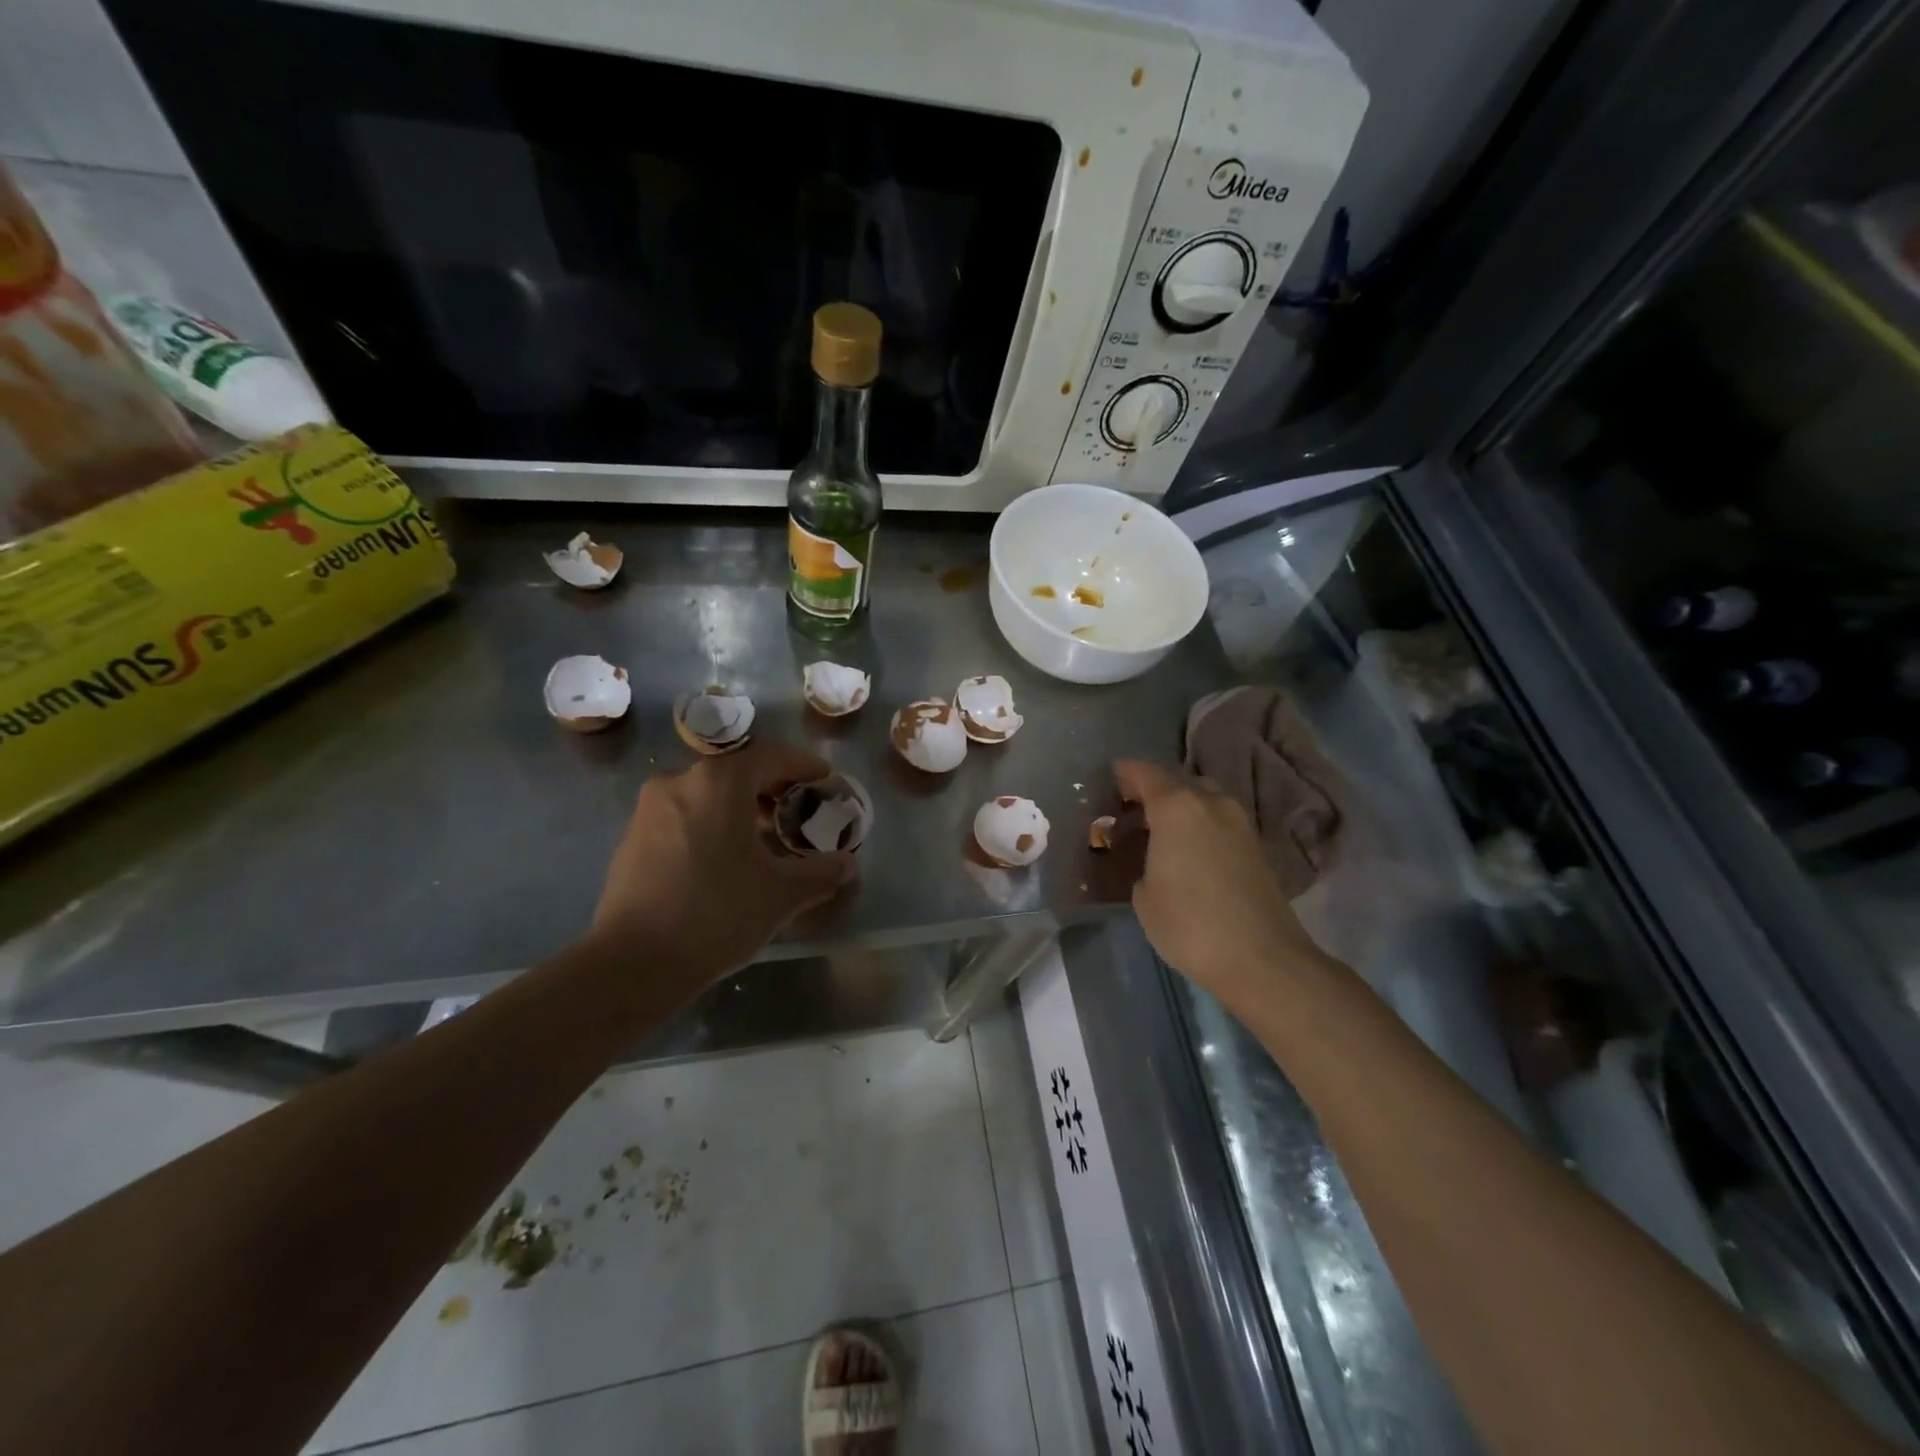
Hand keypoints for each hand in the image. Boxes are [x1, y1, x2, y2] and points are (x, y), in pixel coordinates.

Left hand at [587, 741, 856, 991]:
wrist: (632, 964)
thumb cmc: (717, 914)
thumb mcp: (782, 894)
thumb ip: (822, 872)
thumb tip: (847, 863)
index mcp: (719, 782)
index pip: (771, 757)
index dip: (803, 766)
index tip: (825, 779)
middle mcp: (680, 781)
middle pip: (737, 773)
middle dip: (772, 789)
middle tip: (798, 812)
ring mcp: (650, 809)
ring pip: (707, 794)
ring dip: (740, 808)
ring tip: (764, 840)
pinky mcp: (632, 838)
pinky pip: (684, 816)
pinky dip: (711, 824)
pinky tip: (725, 860)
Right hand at [1113, 758, 1328, 1005]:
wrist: (1262, 959)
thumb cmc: (1190, 924)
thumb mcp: (1144, 895)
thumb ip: (1143, 862)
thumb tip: (1155, 859)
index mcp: (1177, 806)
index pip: (1144, 773)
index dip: (1124, 775)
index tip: (1110, 782)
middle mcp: (1211, 802)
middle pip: (1176, 781)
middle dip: (1153, 791)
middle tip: (1131, 813)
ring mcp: (1239, 822)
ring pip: (1202, 799)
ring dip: (1180, 808)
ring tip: (1159, 834)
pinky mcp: (1256, 845)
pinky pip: (1218, 821)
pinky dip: (1199, 826)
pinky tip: (1186, 852)